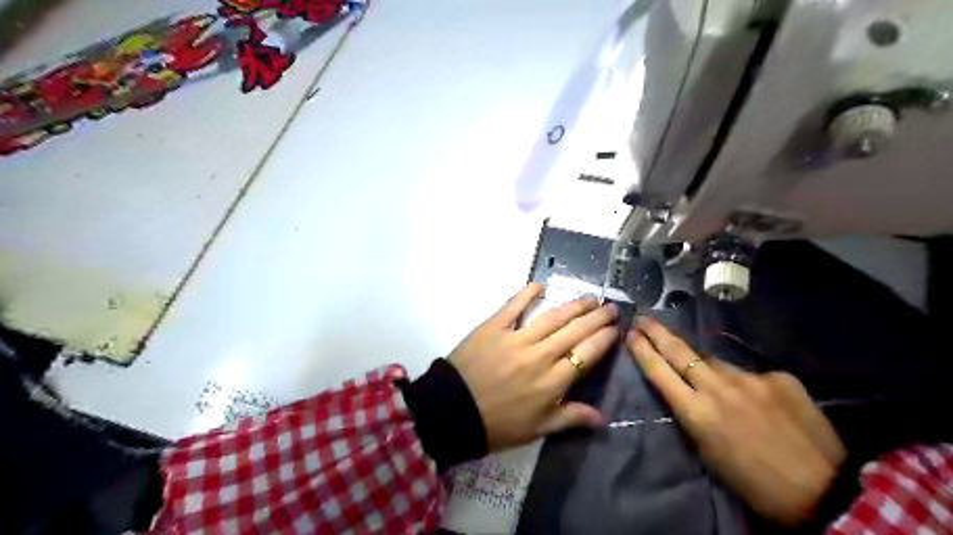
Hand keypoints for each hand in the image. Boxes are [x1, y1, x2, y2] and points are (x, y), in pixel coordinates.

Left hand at [451, 283, 622, 453]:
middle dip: (597, 317)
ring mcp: (516, 338)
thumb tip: (603, 417)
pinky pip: (513, 307)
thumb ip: (571, 418)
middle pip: (575, 331)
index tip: (615, 328)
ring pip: (552, 317)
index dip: (604, 338)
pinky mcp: (493, 327)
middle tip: (610, 307)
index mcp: (553, 381)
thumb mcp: (538, 429)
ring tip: (589, 297)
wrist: (453, 411)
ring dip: (573, 305)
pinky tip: (540, 286)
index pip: (587, 354)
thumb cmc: (498, 424)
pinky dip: (527, 294)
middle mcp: (540, 355)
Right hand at [632, 319, 842, 526]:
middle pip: (679, 350)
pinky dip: (744, 383)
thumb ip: (694, 414)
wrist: (823, 490)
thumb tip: (688, 390)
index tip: (630, 333)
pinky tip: (756, 400)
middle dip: (657, 331)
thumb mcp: (708, 452)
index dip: (642, 349)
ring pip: (714, 361)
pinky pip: (749, 374)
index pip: (659, 371)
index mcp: (697, 412)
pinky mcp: (779, 377)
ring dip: (702, 363)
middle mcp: (719, 387)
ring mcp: (751, 378)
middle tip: (643, 317)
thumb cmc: (753, 482)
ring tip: (703, 372)